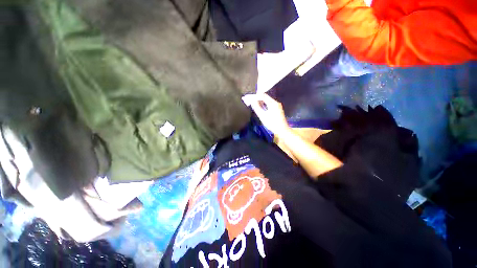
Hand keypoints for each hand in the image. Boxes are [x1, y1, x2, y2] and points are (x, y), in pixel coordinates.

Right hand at [242, 94, 290, 136]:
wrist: (282, 130)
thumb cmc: (272, 123)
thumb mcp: (262, 116)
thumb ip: (257, 108)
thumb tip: (252, 101)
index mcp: (272, 103)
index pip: (263, 95)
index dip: (256, 96)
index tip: (250, 98)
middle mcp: (276, 102)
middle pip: (266, 97)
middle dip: (258, 98)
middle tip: (251, 102)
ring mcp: (277, 105)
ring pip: (268, 101)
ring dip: (261, 102)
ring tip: (255, 105)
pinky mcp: (278, 109)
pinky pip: (270, 104)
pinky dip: (265, 104)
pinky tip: (261, 108)